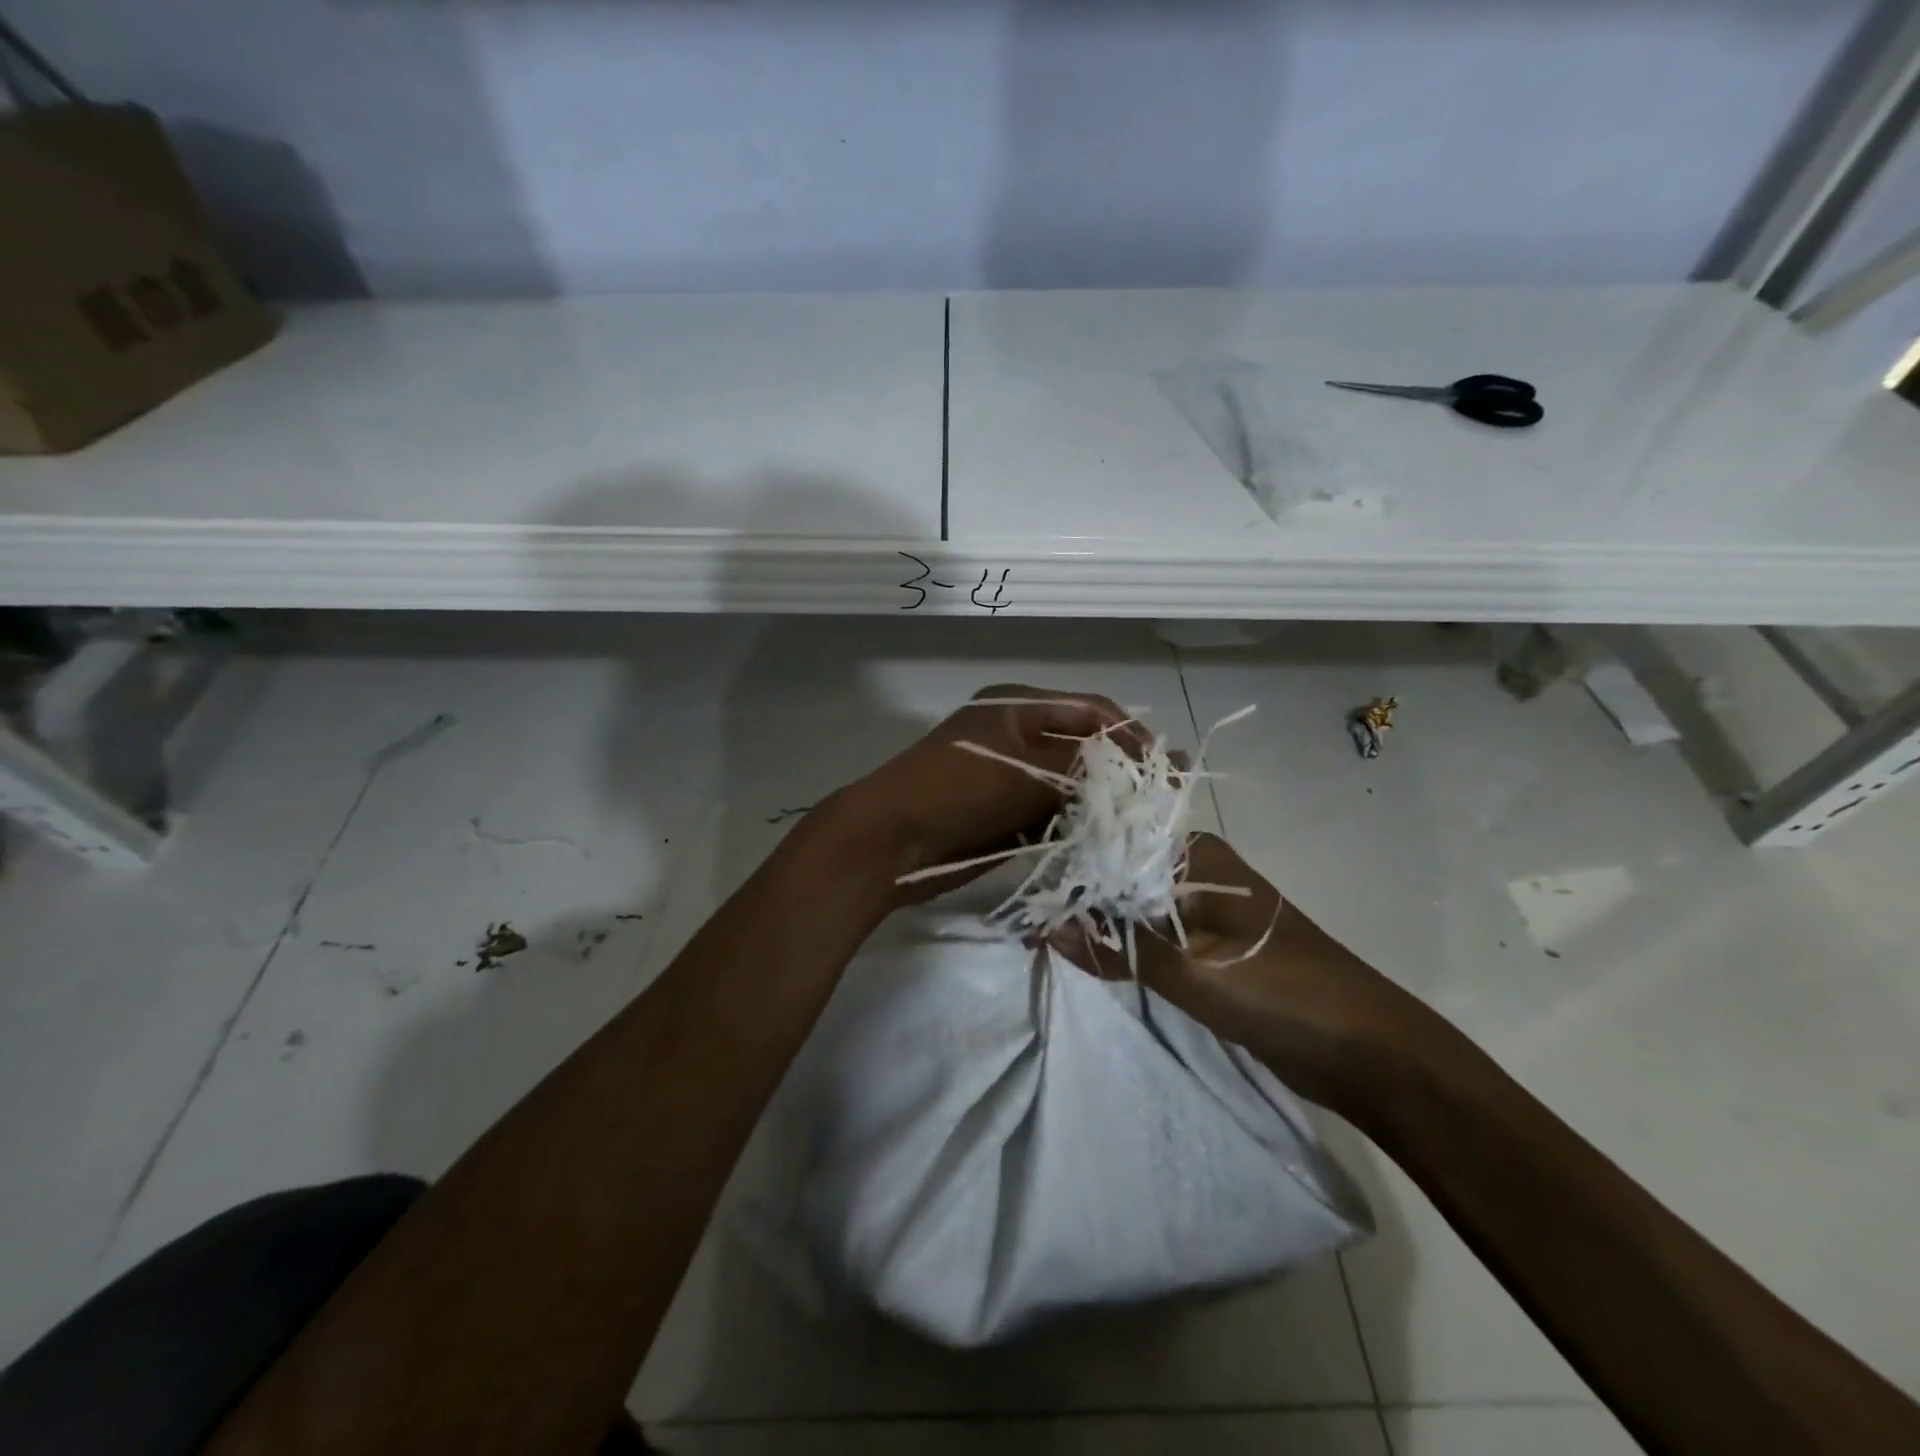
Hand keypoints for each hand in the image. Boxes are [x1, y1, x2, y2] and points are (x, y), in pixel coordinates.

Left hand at [821, 683, 1142, 907]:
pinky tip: (1106, 841)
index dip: (1131, 735)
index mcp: (1018, 706)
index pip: (1090, 710)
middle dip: (1121, 772)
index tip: (1166, 766)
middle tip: (1161, 799)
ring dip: (1102, 803)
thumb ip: (1085, 767)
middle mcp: (1017, 735)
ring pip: (1071, 786)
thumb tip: (1141, 769)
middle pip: (1083, 747)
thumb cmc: (958, 790)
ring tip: (1143, 823)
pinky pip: (1053, 816)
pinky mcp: (1005, 815)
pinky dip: (1076, 827)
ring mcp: (1010, 777)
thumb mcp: (1026, 769)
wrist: (891, 841)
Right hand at [1051, 833, 1432, 1111]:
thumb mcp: (1193, 971)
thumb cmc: (1282, 993)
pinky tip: (1085, 952)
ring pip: (1132, 906)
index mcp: (1197, 855)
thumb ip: (1119, 947)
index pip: (1115, 844)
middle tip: (1023, 919)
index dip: (1069, 865)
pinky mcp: (1208, 945)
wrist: (1369, 1052)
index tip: (1023, 890)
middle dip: (1077, 895)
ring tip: (1041, 934)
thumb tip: (1047, 927)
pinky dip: (1121, 944)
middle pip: (1120, 873)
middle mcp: (1197, 871)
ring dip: (1096, 921)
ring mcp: (1203, 908)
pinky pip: (1151, 935)